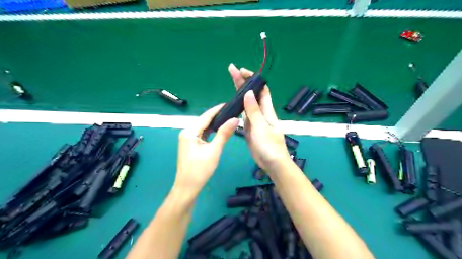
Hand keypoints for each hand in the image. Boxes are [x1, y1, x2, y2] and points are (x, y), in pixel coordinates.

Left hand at [173, 104, 237, 195]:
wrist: (188, 187)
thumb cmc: (200, 169)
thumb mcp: (214, 150)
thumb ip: (224, 133)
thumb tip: (235, 119)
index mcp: (189, 132)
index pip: (205, 117)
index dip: (217, 109)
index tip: (229, 104)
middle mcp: (186, 132)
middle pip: (204, 121)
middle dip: (217, 116)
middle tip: (232, 112)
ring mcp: (187, 139)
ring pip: (203, 128)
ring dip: (215, 125)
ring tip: (228, 118)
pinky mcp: (190, 145)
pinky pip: (202, 135)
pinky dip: (211, 133)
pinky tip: (220, 130)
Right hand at [228, 62, 289, 171]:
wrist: (272, 163)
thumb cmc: (269, 146)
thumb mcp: (261, 127)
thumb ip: (254, 111)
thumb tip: (249, 93)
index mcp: (267, 110)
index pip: (261, 89)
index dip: (253, 79)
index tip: (242, 71)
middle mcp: (261, 112)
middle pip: (252, 94)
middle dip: (243, 82)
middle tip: (231, 70)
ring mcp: (255, 120)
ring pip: (247, 103)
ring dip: (240, 92)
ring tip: (231, 81)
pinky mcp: (250, 128)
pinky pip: (244, 114)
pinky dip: (238, 107)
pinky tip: (232, 103)